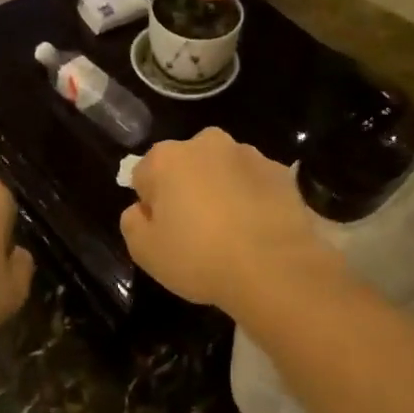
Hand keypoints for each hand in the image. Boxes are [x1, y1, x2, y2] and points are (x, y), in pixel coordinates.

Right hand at [119, 128, 345, 317]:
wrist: (275, 268)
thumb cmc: (200, 258)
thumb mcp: (145, 252)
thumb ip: (132, 222)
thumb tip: (141, 209)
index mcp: (167, 158)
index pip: (145, 175)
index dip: (151, 204)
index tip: (164, 230)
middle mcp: (207, 143)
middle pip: (186, 165)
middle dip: (187, 188)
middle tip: (196, 230)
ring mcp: (248, 154)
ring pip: (223, 170)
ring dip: (222, 190)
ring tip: (232, 232)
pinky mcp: (281, 171)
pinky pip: (255, 182)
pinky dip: (253, 198)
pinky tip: (258, 229)